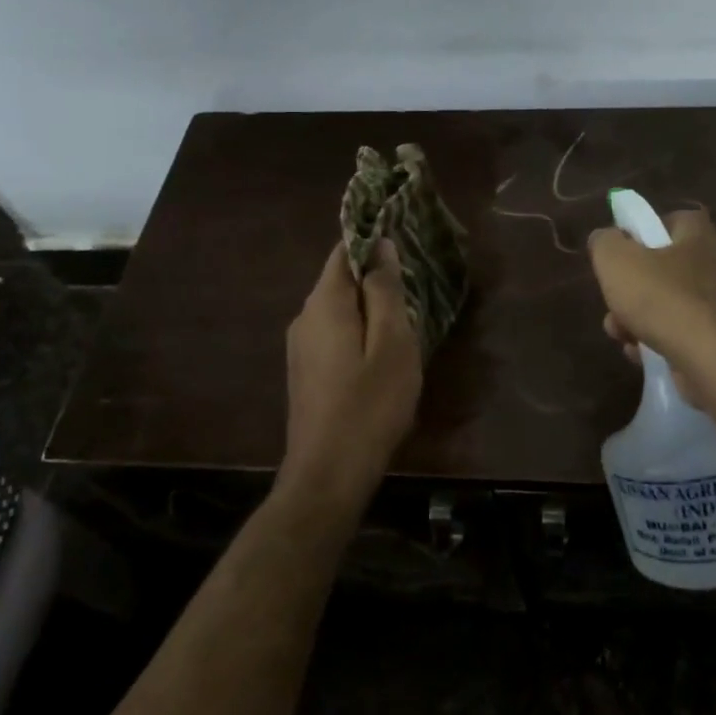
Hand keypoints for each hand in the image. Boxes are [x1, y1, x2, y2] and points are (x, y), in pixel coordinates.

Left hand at [281, 239, 423, 506]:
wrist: (328, 474)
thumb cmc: (370, 404)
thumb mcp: (392, 343)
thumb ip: (385, 290)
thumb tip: (380, 246)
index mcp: (324, 303)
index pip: (345, 250)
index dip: (373, 240)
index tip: (406, 242)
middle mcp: (304, 316)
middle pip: (341, 279)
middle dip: (376, 277)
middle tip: (415, 287)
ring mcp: (300, 346)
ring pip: (339, 308)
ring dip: (369, 307)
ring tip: (405, 321)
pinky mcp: (304, 371)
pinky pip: (334, 332)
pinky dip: (358, 330)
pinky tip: (381, 353)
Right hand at [587, 207, 715, 411]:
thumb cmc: (667, 302)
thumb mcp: (618, 263)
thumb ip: (605, 243)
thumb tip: (605, 238)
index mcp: (703, 236)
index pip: (674, 220)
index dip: (644, 232)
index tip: (621, 253)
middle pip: (670, 267)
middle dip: (635, 287)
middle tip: (614, 303)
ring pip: (676, 304)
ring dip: (643, 318)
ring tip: (621, 335)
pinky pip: (688, 333)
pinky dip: (663, 341)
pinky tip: (642, 355)